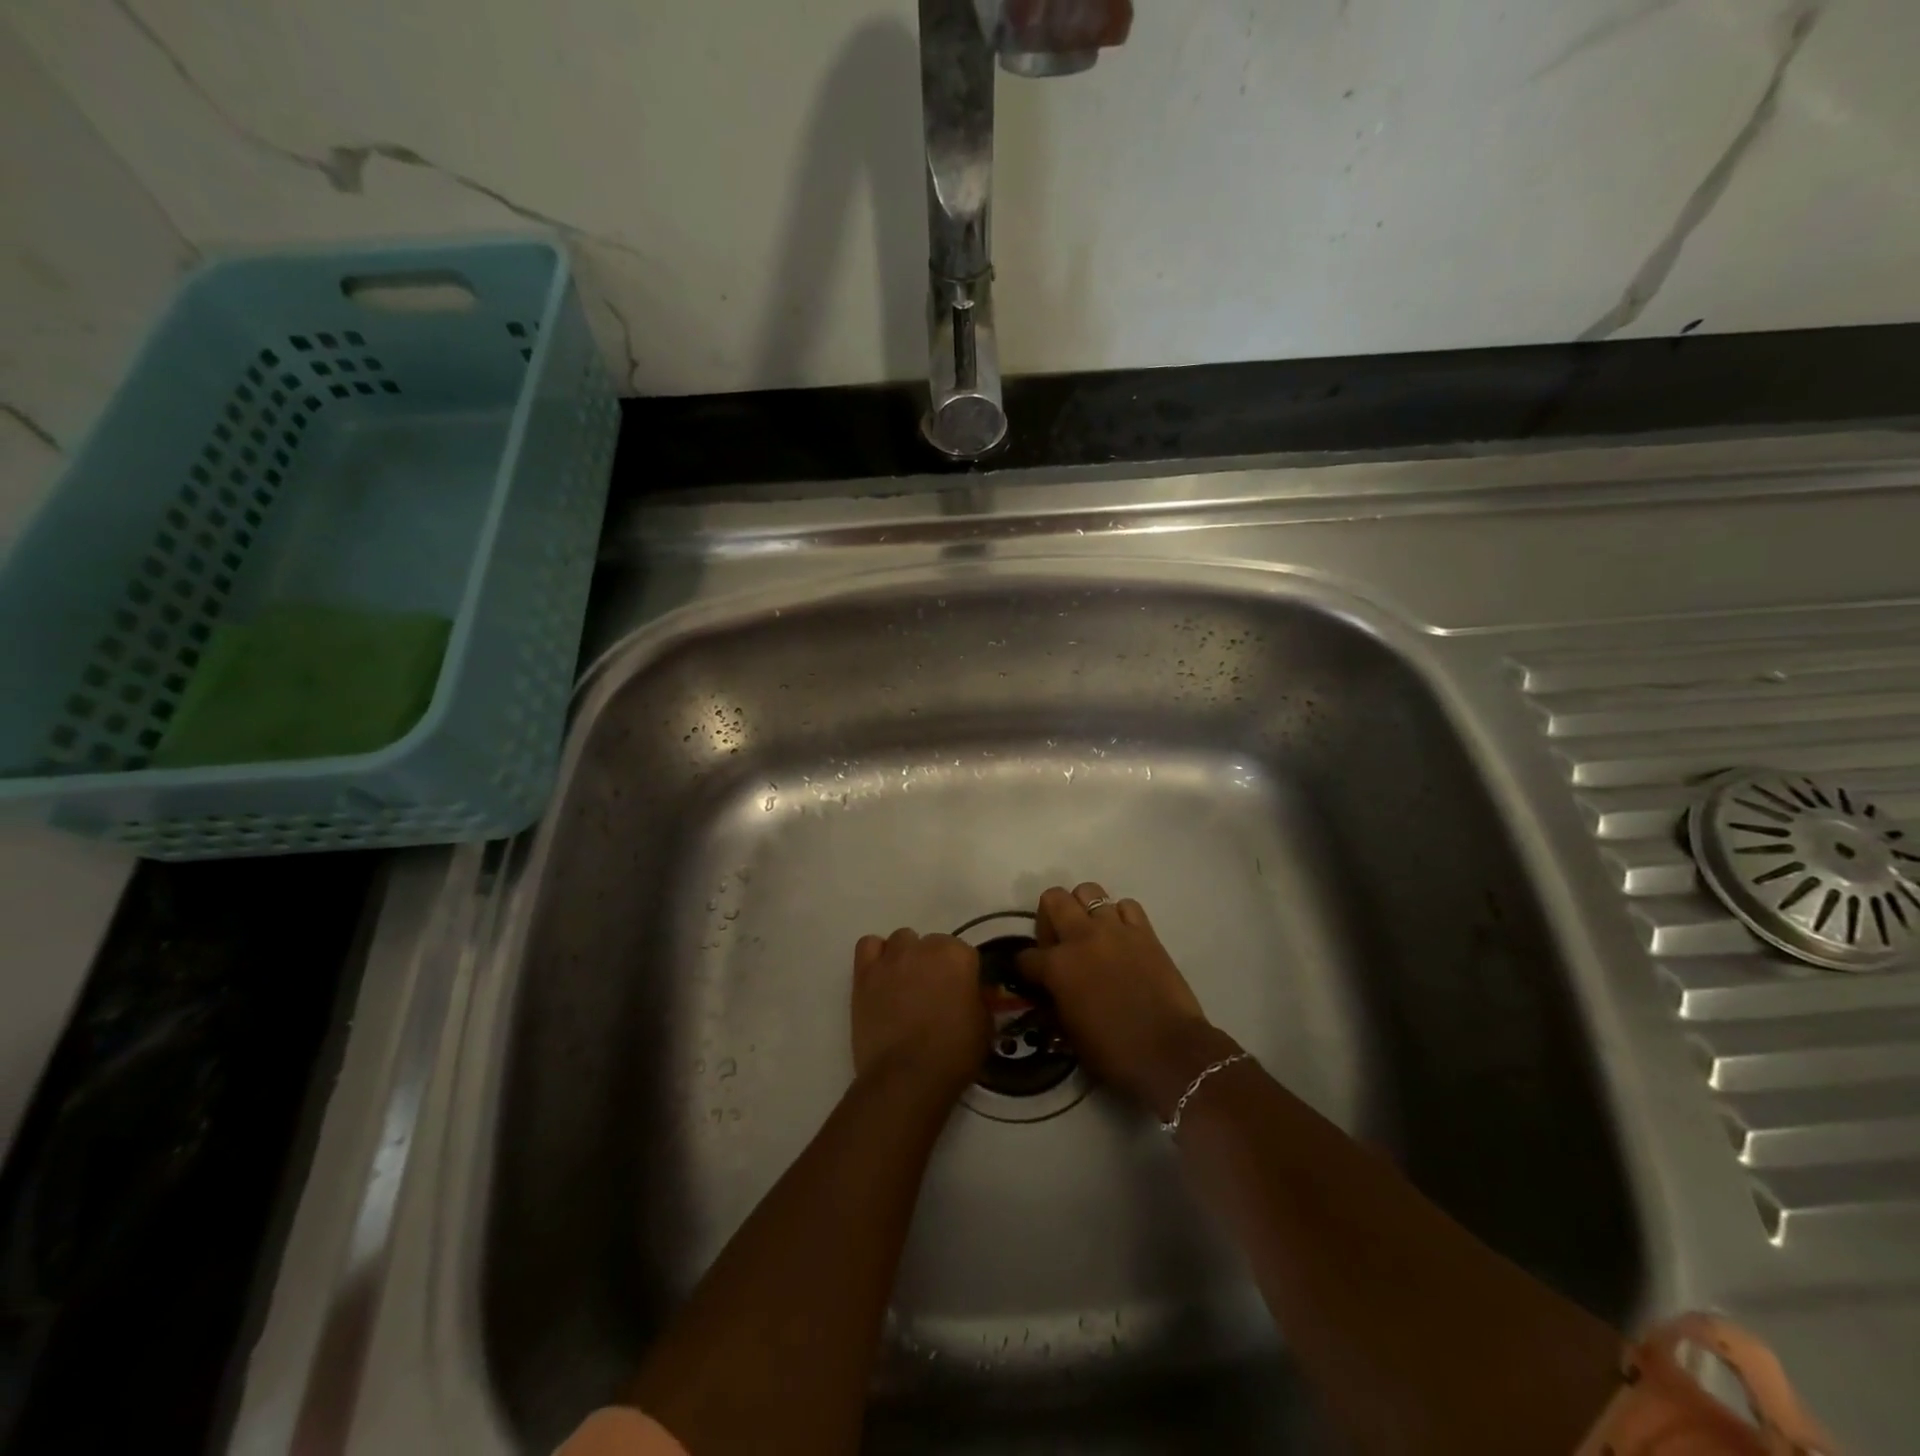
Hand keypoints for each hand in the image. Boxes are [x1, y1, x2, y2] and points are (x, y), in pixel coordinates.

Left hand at [851, 928, 989, 1098]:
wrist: (907, 1076)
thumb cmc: (954, 1053)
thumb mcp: (985, 1026)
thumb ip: (979, 999)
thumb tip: (972, 993)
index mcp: (958, 956)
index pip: (964, 952)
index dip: (962, 974)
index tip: (961, 993)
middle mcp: (925, 947)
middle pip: (932, 943)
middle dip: (934, 963)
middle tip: (933, 993)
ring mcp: (892, 958)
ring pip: (901, 940)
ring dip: (906, 956)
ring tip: (905, 984)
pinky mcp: (864, 973)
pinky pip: (868, 945)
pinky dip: (876, 956)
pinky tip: (881, 976)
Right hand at [1017, 883, 1230, 1116]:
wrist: (1169, 1052)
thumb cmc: (1114, 1053)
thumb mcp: (1069, 1033)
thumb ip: (1055, 1001)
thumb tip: (1052, 990)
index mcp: (1057, 967)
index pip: (1025, 956)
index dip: (1025, 967)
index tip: (1032, 977)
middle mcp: (1081, 937)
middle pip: (1053, 899)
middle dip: (1048, 916)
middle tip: (1058, 940)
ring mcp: (1114, 929)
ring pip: (1088, 891)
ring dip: (1084, 908)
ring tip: (1090, 931)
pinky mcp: (1145, 931)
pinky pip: (1127, 906)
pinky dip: (1120, 916)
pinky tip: (1122, 936)